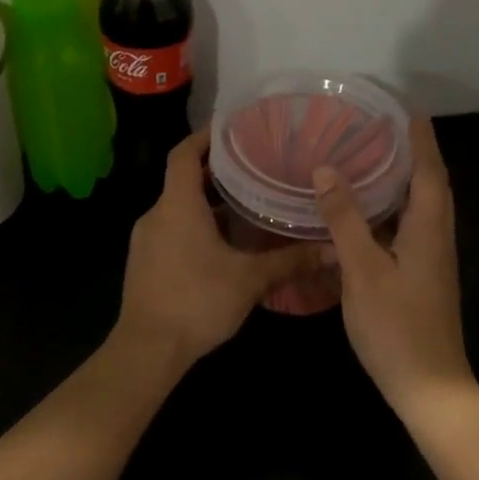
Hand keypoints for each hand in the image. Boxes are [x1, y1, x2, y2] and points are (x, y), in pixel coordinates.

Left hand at [115, 130, 321, 368]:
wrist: (147, 350)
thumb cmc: (197, 302)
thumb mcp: (250, 280)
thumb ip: (291, 260)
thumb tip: (334, 249)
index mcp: (177, 206)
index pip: (183, 154)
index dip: (204, 136)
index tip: (231, 129)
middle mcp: (156, 215)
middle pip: (183, 180)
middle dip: (216, 172)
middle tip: (254, 166)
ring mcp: (146, 240)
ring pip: (178, 208)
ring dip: (208, 203)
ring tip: (247, 203)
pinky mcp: (145, 263)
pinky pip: (172, 230)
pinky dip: (196, 226)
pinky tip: (224, 244)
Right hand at [314, 115, 473, 411]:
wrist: (430, 386)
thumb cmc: (397, 327)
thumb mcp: (363, 271)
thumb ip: (345, 220)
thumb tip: (326, 170)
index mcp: (428, 228)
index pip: (429, 169)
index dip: (419, 136)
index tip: (405, 106)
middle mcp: (437, 237)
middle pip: (430, 184)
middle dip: (412, 152)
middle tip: (381, 128)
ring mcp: (431, 260)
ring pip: (420, 208)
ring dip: (402, 181)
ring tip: (370, 159)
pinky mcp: (422, 277)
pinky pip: (410, 229)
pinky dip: (391, 211)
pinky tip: (364, 214)